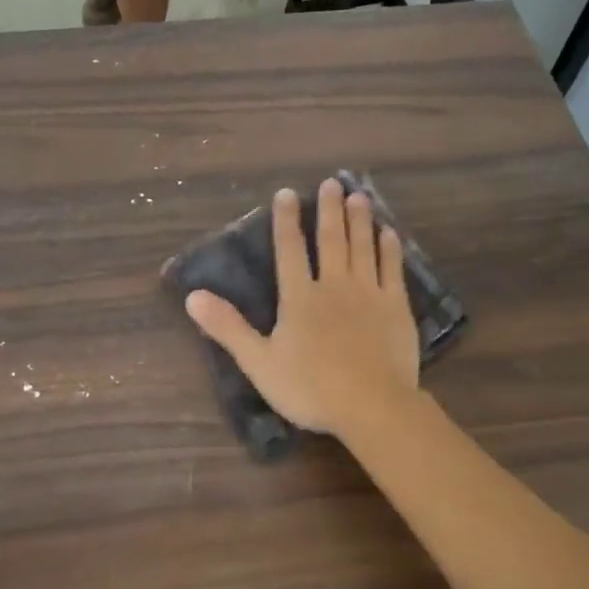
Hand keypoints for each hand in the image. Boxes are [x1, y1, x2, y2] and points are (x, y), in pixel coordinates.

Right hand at [185, 180, 420, 439]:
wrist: (371, 406)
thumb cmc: (310, 388)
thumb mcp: (259, 362)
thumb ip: (228, 327)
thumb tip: (192, 296)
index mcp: (299, 297)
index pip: (289, 249)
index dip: (286, 220)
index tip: (287, 193)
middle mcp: (334, 285)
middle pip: (330, 240)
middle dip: (329, 210)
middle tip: (332, 182)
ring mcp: (368, 293)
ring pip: (363, 247)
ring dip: (359, 220)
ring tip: (358, 195)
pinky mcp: (396, 307)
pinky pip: (392, 270)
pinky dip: (390, 249)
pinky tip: (389, 234)